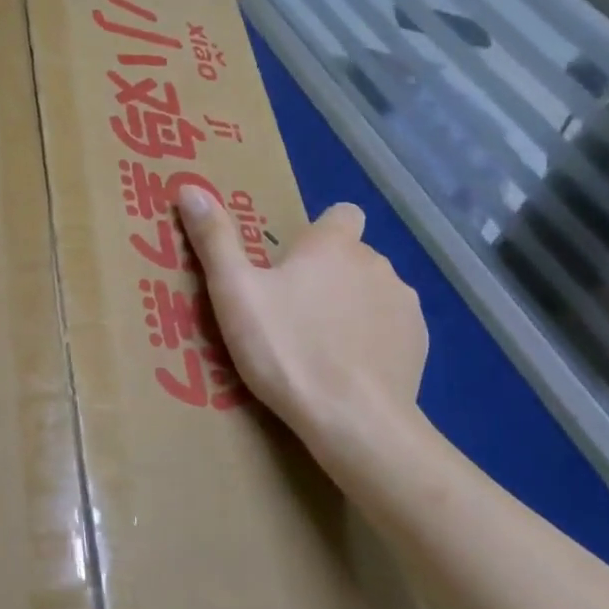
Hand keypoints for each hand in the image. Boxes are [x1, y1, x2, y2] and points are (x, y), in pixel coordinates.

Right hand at [176, 185, 427, 451]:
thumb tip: (190, 188)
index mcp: (333, 245)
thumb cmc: (287, 350)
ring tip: (319, 347)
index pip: (341, 214)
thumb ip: (215, 239)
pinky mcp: (418, 343)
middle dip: (328, 276)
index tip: (294, 263)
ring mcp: (404, 304)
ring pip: (374, 292)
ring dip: (352, 307)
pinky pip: (391, 328)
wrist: (353, 419)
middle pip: (352, 257)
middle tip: (291, 314)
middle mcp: (376, 263)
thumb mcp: (235, 294)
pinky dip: (373, 340)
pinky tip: (349, 370)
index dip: (320, 233)